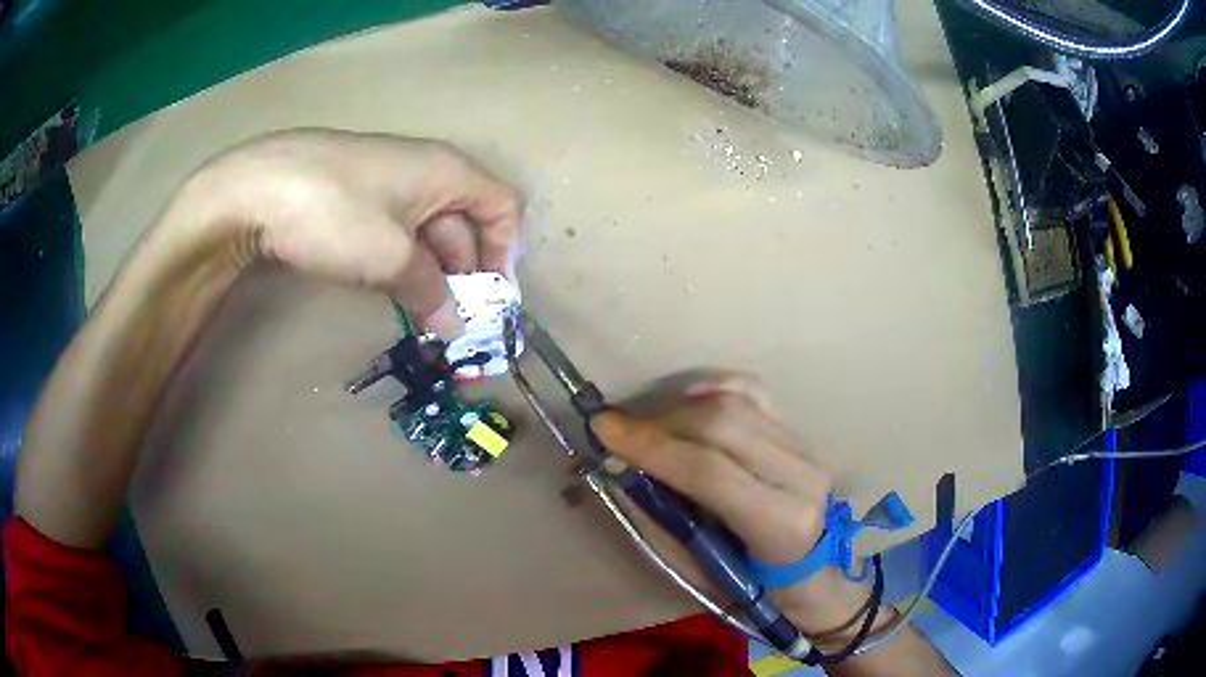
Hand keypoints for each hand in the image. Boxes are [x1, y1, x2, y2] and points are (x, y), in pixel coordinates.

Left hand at [179, 128, 521, 334]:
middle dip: (465, 272)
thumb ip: (430, 291)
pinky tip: (386, 287)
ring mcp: (386, 182)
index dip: (505, 252)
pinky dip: (400, 262)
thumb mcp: (390, 257)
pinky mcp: (354, 197)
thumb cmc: (335, 213)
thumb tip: (452, 324)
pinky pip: (394, 230)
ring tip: (420, 313)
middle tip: (452, 321)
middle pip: (465, 221)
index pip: (502, 207)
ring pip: (426, 230)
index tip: (488, 298)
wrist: (255, 188)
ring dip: (431, 273)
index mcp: (447, 172)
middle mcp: (425, 171)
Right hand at [591, 373, 843, 624]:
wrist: (806, 567)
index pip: (710, 471)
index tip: (604, 429)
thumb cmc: (749, 583)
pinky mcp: (797, 431)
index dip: (652, 446)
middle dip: (661, 422)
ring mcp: (804, 447)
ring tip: (646, 424)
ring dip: (679, 407)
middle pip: (724, 424)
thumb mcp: (698, 568)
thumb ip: (659, 518)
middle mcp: (800, 475)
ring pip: (736, 402)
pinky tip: (684, 399)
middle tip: (619, 429)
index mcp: (779, 522)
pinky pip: (752, 391)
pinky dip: (713, 387)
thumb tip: (620, 470)